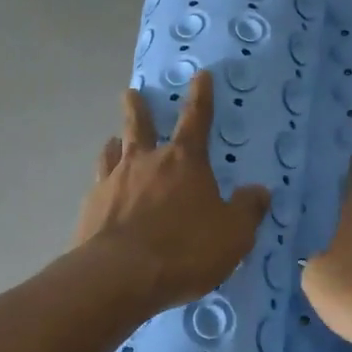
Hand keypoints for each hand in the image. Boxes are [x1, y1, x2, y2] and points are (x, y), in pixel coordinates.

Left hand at [74, 70, 270, 314]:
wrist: (119, 276)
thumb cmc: (185, 249)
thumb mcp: (233, 234)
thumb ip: (247, 210)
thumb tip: (259, 191)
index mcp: (185, 161)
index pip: (196, 119)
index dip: (200, 96)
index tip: (199, 75)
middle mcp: (146, 162)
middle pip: (140, 126)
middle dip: (139, 108)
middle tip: (132, 93)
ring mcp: (113, 183)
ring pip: (113, 152)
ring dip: (116, 143)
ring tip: (113, 140)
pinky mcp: (91, 208)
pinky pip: (98, 185)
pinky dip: (104, 182)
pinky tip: (102, 192)